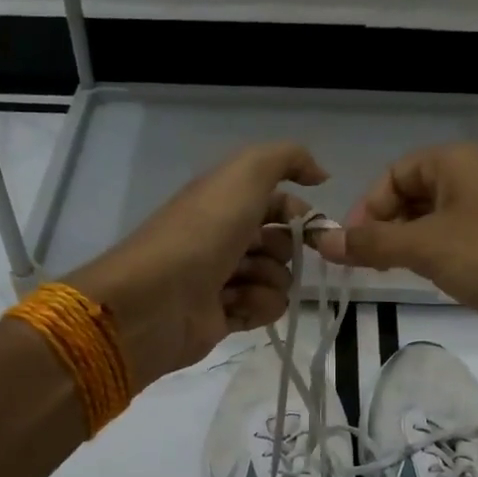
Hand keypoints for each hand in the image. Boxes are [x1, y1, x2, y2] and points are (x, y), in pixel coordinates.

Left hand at [67, 142, 327, 384]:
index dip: (301, 214)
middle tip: (255, 254)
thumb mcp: (245, 175)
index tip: (315, 228)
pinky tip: (232, 306)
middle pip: (283, 244)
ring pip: (278, 280)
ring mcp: (225, 279)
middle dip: (282, 250)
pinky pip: (265, 310)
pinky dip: (256, 307)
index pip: (280, 203)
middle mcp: (226, 237)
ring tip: (237, 284)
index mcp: (226, 202)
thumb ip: (287, 160)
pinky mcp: (225, 316)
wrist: (157, 298)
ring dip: (268, 281)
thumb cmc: (202, 232)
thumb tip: (321, 174)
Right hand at [314, 142, 477, 345]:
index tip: (351, 246)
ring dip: (408, 246)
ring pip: (436, 222)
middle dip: (385, 227)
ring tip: (392, 275)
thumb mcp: (425, 248)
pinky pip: (459, 244)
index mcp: (457, 163)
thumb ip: (371, 244)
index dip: (368, 207)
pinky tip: (432, 282)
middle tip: (366, 265)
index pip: (395, 174)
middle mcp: (477, 180)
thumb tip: (320, 240)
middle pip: (414, 195)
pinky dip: (437, 259)